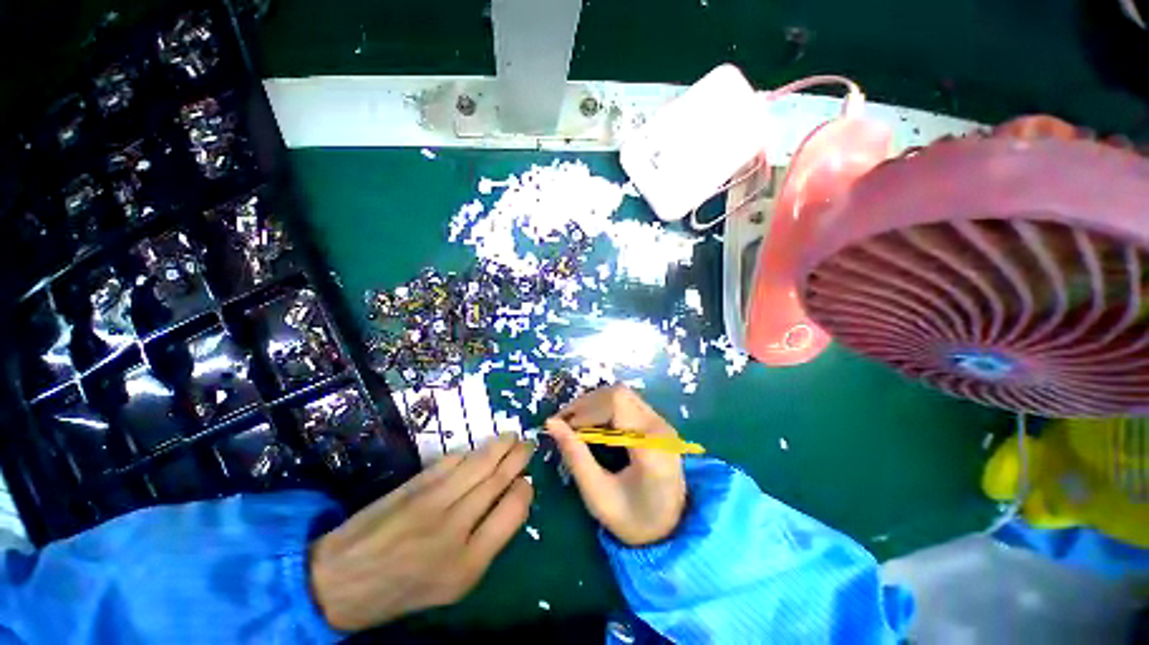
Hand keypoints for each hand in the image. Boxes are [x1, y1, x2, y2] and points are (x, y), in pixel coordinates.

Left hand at [309, 434, 534, 631]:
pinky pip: (452, 460)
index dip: (524, 490)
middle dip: (518, 457)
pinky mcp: (415, 485)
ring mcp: (433, 502)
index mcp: (468, 562)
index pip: (512, 512)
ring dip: (500, 446)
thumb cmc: (405, 587)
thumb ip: (486, 543)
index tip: (527, 480)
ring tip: (512, 437)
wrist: (341, 581)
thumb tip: (510, 499)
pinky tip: (478, 449)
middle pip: (498, 480)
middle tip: (529, 444)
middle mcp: (454, 528)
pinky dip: (470, 451)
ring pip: (478, 464)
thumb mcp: (454, 584)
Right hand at [546, 386, 686, 545]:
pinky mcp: (657, 423)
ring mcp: (661, 421)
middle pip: (618, 393)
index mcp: (651, 445)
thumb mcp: (598, 495)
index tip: (562, 426)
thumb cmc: (634, 520)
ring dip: (594, 403)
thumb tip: (551, 423)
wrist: (671, 530)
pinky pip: (627, 403)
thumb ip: (575, 457)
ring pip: (622, 394)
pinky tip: (591, 424)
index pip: (616, 404)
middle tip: (564, 422)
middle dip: (586, 404)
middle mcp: (660, 426)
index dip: (585, 409)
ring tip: (574, 422)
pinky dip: (604, 408)